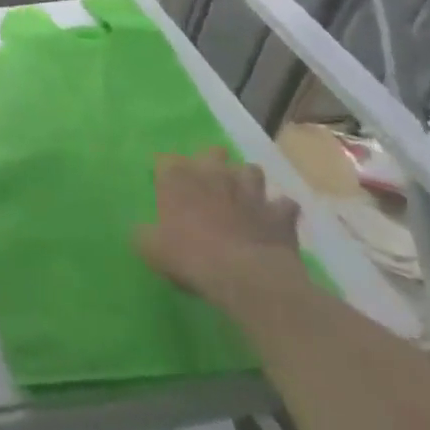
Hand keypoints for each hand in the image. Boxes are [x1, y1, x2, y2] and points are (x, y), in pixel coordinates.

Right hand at [135, 150, 304, 306]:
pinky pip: (285, 204)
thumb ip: (145, 233)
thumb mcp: (150, 247)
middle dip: (211, 162)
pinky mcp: (280, 214)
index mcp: (177, 178)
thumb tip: (144, 230)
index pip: (166, 160)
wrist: (245, 276)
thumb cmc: (189, 255)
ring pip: (251, 170)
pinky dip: (280, 210)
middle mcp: (214, 174)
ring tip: (242, 196)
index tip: (165, 185)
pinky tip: (274, 220)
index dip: (166, 171)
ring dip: (246, 181)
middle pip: (213, 153)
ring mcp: (250, 191)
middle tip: (207, 182)